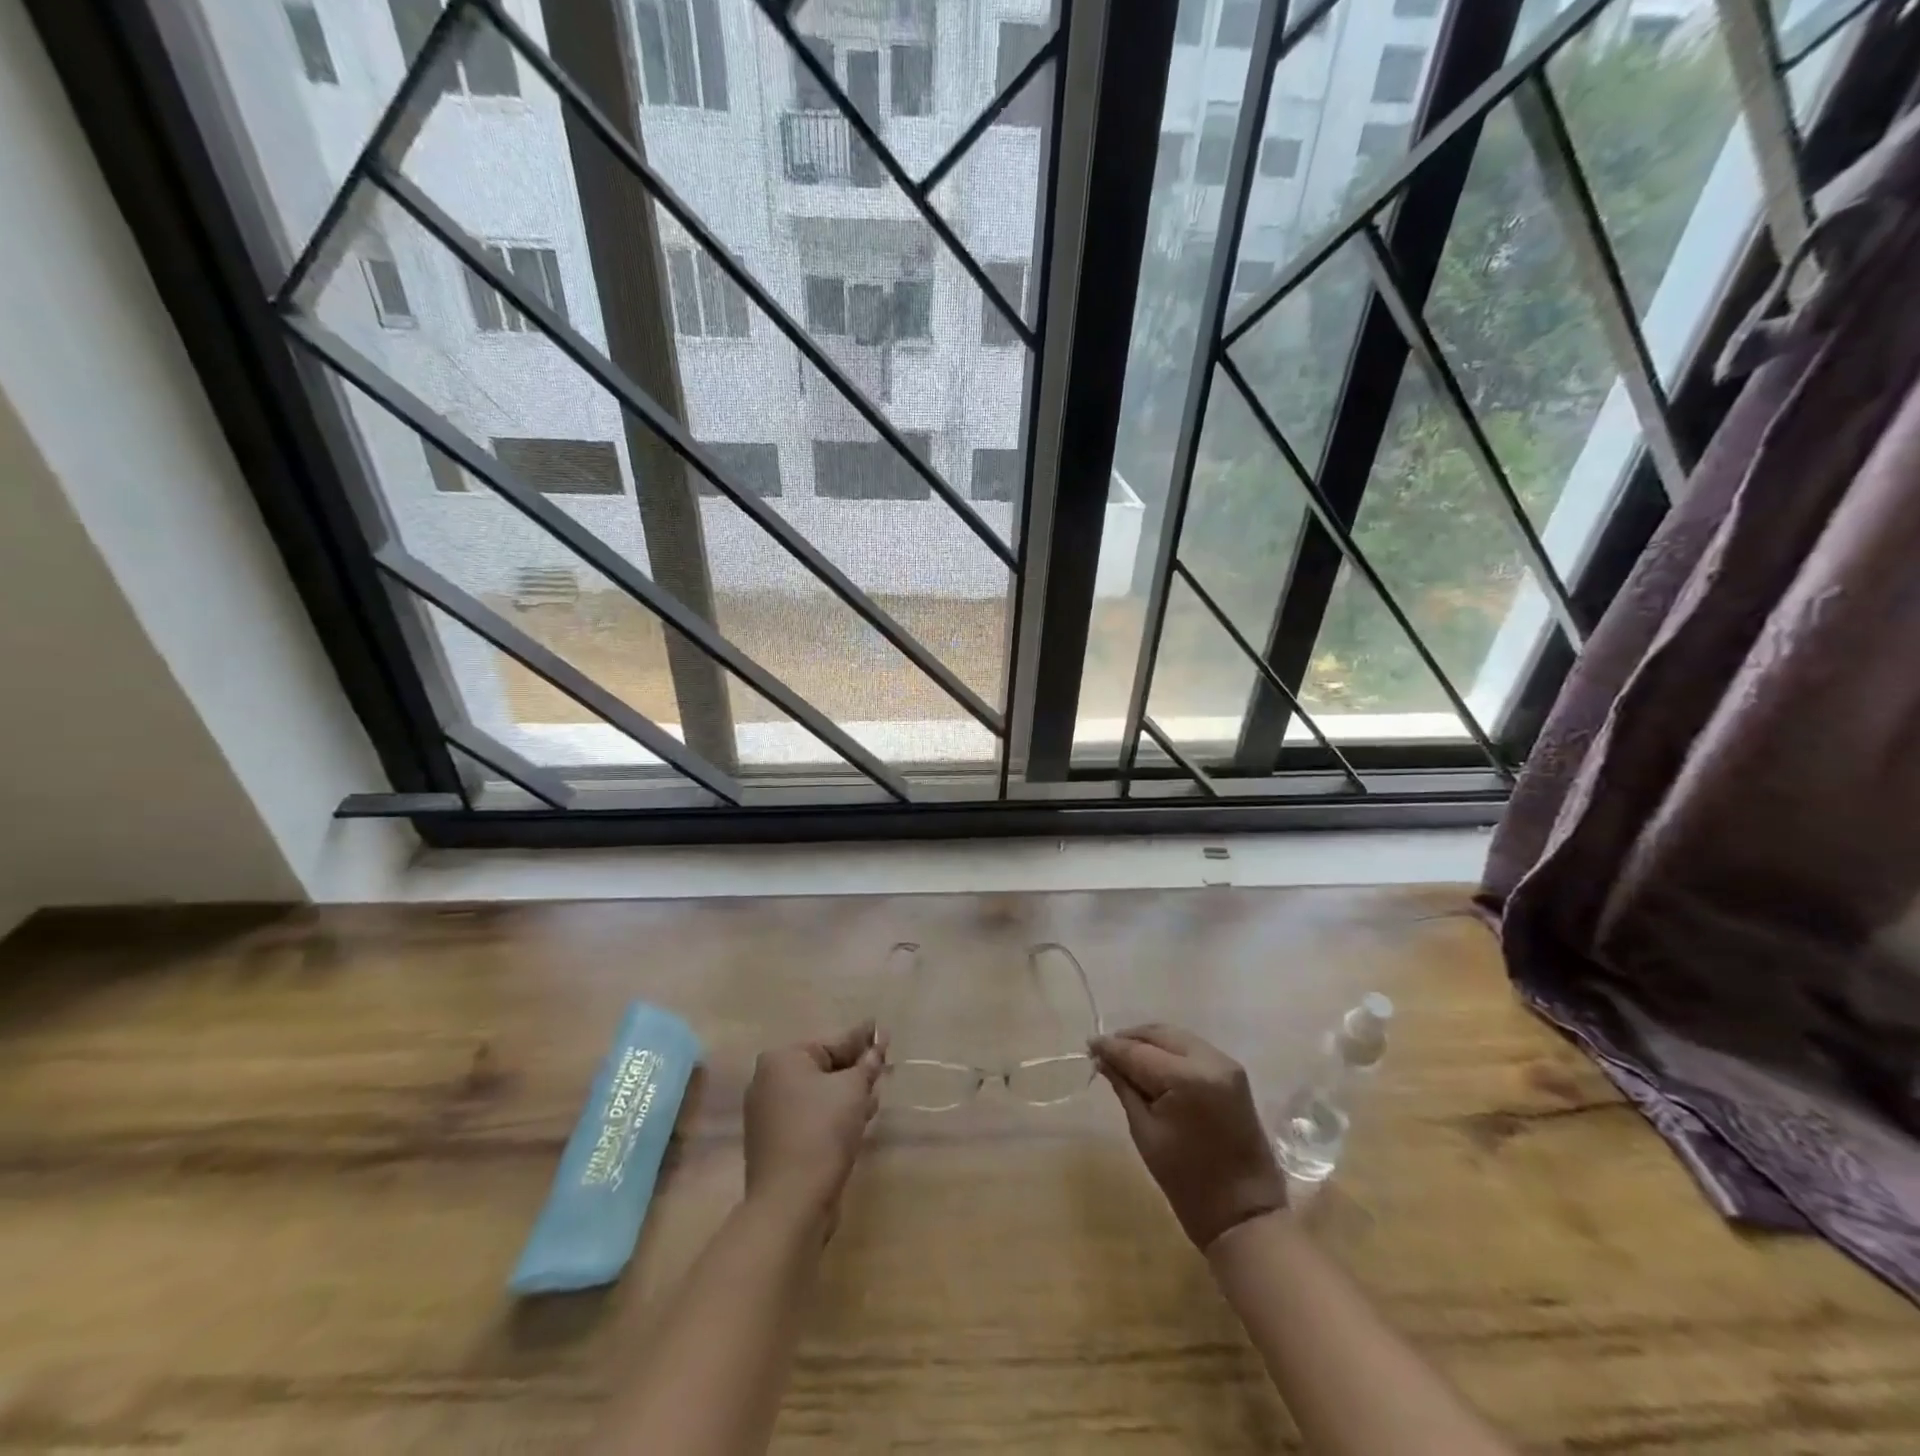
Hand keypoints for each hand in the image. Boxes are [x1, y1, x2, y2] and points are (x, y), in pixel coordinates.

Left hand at [743, 1022, 884, 1228]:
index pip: (832, 1042)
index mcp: (782, 1059)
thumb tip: (879, 1042)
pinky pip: (811, 1117)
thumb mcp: (853, 1090)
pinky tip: (859, 1119)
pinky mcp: (776, 1143)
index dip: (863, 1039)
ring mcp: (769, 1115)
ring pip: (819, 1094)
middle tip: (885, 1064)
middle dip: (856, 1069)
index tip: (883, 1031)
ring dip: (848, 1094)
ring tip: (876, 1093)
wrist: (790, 1203)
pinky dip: (834, 1115)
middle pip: (824, 1067)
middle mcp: (769, 1081)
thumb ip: (868, 1063)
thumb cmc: (822, 1131)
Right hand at [1092, 1024, 1286, 1250]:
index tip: (1089, 1044)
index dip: (1111, 1046)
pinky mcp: (1233, 1072)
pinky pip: (1192, 1048)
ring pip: (1176, 1036)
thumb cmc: (1187, 1180)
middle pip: (1159, 1034)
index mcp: (1187, 1078)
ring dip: (1149, 1042)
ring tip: (1126, 1055)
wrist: (1244, 1212)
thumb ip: (1124, 1087)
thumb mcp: (1145, 1132)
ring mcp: (1226, 1064)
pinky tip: (1152, 1063)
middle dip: (1129, 1039)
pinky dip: (1169, 1050)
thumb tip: (1103, 1059)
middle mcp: (1209, 1060)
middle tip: (1105, 1050)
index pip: (1138, 1051)